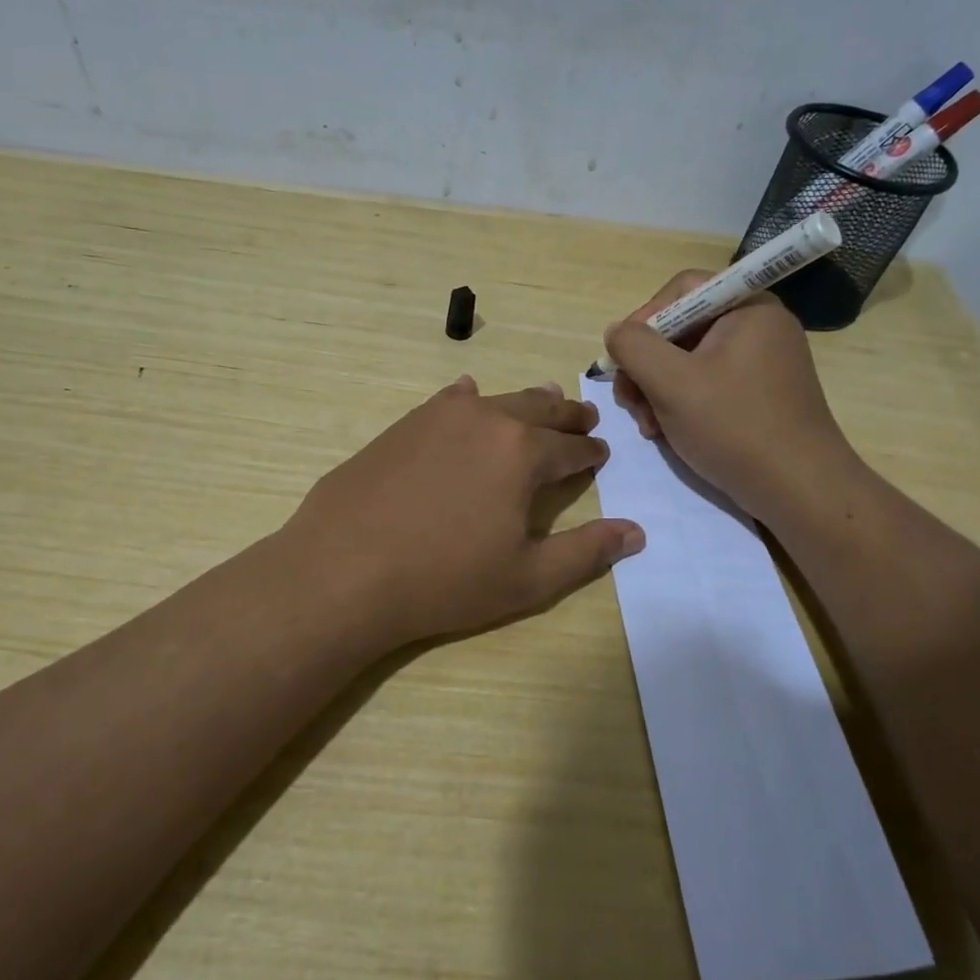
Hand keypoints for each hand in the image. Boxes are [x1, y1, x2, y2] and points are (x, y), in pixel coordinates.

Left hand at [281, 378, 643, 650]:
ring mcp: (441, 416)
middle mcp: (487, 420)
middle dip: (567, 415)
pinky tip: (469, 398)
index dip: (591, 451)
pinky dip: (469, 399)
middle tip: (584, 417)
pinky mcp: (405, 423)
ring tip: (543, 401)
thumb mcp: (527, 578)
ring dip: (526, 403)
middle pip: (541, 410)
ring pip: (498, 400)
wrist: (344, 569)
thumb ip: (586, 552)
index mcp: (524, 453)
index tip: (601, 452)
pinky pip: (449, 400)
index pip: (572, 447)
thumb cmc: (444, 580)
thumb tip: (636, 532)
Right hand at [604, 272, 860, 519]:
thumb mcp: (671, 382)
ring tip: (648, 426)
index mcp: (748, 308)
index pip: (682, 290)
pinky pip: (709, 383)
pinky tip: (668, 433)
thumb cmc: (734, 426)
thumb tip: (617, 331)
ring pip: (690, 360)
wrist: (799, 490)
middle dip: (647, 365)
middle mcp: (759, 326)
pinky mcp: (761, 394)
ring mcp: (762, 361)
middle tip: (629, 402)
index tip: (624, 359)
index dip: (644, 318)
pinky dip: (682, 403)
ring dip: (658, 389)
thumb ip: (634, 346)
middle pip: (682, 327)